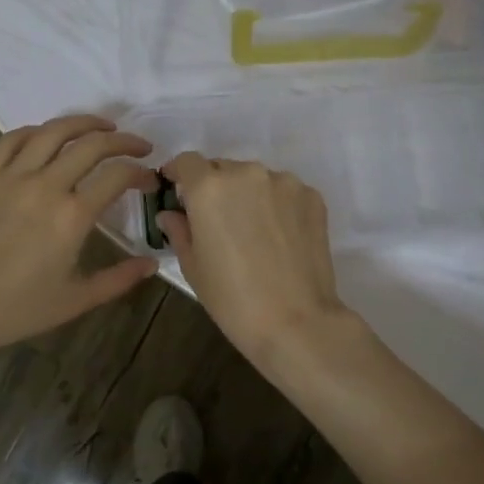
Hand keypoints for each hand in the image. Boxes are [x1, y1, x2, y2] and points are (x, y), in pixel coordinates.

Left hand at [0, 115, 158, 354]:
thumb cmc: (17, 310)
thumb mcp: (77, 300)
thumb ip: (119, 278)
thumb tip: (152, 263)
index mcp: (72, 216)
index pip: (118, 176)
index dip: (141, 172)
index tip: (150, 179)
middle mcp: (45, 186)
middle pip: (92, 145)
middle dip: (123, 141)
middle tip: (138, 146)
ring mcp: (10, 177)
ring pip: (53, 132)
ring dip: (84, 123)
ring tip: (102, 126)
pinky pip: (12, 140)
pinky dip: (37, 131)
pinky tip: (48, 136)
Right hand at [158, 153, 351, 366]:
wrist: (296, 321)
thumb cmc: (233, 299)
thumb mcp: (194, 267)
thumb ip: (179, 230)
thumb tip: (171, 214)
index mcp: (209, 188)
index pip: (187, 162)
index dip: (179, 174)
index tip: (178, 191)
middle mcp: (247, 174)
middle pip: (223, 168)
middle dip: (215, 188)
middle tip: (217, 221)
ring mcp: (284, 183)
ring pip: (256, 179)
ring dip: (248, 195)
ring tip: (253, 232)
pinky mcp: (311, 197)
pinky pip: (284, 192)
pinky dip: (277, 205)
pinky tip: (280, 237)